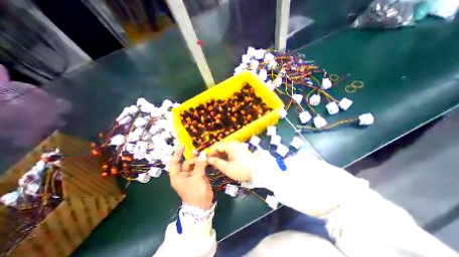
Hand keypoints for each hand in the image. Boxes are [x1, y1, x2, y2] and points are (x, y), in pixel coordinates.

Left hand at [168, 148, 212, 209]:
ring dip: (200, 160)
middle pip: (187, 163)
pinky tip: (208, 160)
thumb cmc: (195, 193)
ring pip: (195, 165)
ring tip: (206, 156)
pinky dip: (203, 164)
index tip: (182, 146)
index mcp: (177, 176)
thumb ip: (200, 165)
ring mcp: (191, 176)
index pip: (174, 163)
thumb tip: (203, 153)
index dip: (177, 154)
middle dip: (194, 158)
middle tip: (203, 156)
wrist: (202, 206)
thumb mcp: (197, 178)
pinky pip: (200, 168)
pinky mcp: (198, 177)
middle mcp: (183, 175)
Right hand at [207, 142, 255, 181]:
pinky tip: (224, 164)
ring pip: (225, 150)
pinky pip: (230, 152)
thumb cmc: (242, 169)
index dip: (210, 153)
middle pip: (220, 147)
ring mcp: (238, 147)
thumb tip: (208, 159)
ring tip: (217, 166)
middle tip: (211, 164)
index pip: (216, 146)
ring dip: (220, 157)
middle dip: (215, 155)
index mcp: (230, 146)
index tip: (206, 160)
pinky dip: (226, 157)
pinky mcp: (241, 151)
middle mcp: (233, 144)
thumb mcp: (227, 168)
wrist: (259, 171)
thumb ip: (216, 162)